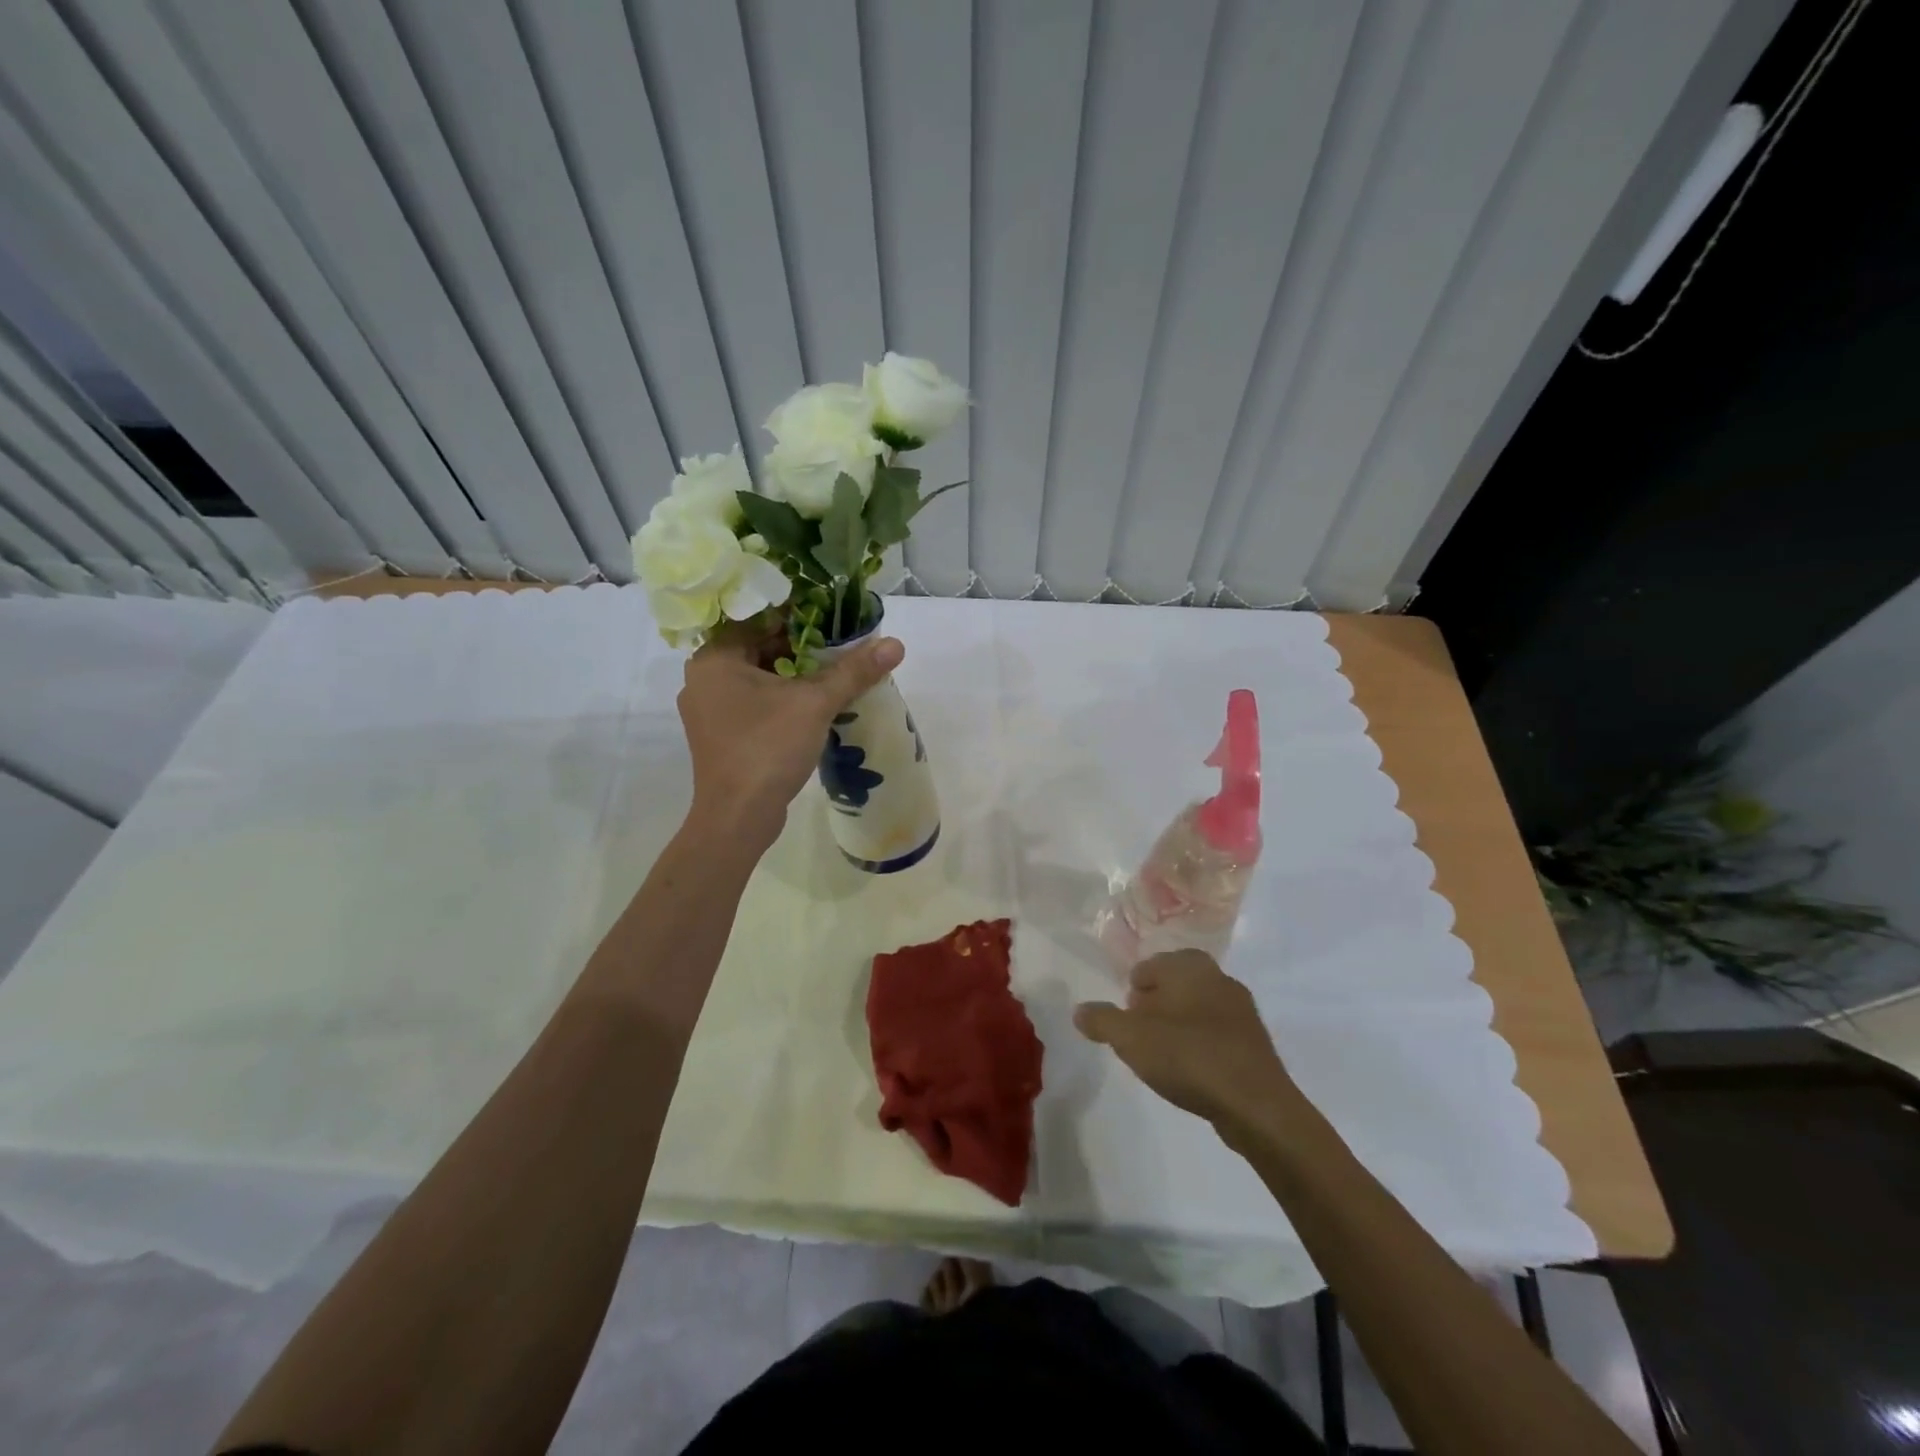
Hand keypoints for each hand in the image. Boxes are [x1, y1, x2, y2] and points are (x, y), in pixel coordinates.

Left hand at [678, 620, 903, 844]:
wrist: (738, 817)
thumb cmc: (767, 748)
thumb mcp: (815, 703)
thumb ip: (853, 671)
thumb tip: (896, 644)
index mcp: (714, 659)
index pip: (756, 618)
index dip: (796, 613)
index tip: (831, 614)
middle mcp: (704, 678)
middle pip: (757, 647)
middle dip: (800, 646)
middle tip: (839, 643)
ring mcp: (709, 710)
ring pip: (757, 677)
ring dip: (793, 674)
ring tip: (834, 671)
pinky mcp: (721, 736)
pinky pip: (754, 702)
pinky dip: (781, 698)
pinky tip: (814, 703)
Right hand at [1074, 951, 1298, 1130]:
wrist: (1256, 1105)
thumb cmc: (1188, 1057)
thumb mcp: (1130, 1038)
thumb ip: (1101, 1021)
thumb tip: (1079, 1010)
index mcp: (1189, 966)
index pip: (1149, 966)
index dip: (1133, 992)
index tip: (1126, 1021)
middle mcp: (1218, 977)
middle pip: (1174, 986)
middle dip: (1155, 1007)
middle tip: (1140, 1037)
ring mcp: (1242, 1010)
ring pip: (1197, 1009)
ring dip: (1178, 1027)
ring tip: (1163, 1058)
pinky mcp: (1255, 1042)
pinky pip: (1217, 1034)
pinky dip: (1200, 1045)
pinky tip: (1192, 1072)